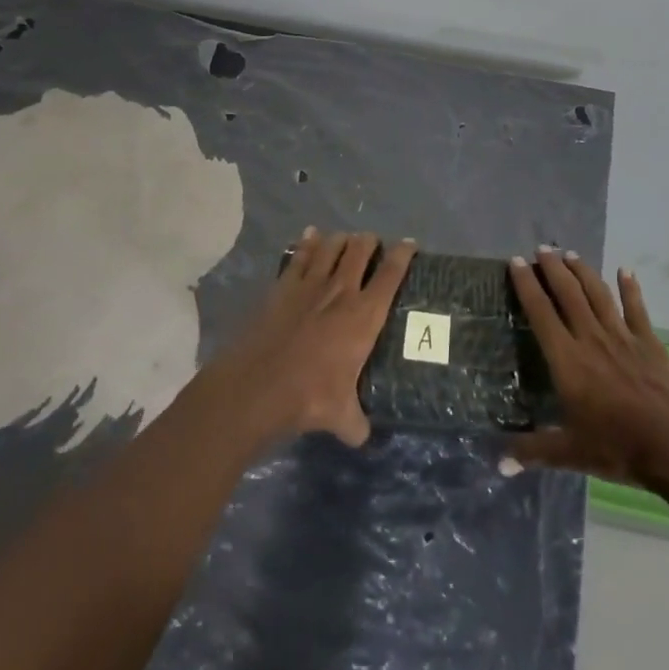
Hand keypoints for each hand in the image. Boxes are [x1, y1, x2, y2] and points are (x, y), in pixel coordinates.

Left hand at [214, 229, 413, 446]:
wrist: (258, 386)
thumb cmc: (309, 397)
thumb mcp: (341, 417)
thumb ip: (356, 422)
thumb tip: (362, 435)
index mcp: (364, 316)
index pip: (391, 274)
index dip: (403, 255)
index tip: (410, 244)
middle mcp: (341, 291)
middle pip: (360, 250)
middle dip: (369, 241)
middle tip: (372, 243)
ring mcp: (310, 285)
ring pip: (331, 247)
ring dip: (341, 239)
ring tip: (346, 239)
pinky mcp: (283, 286)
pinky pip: (300, 255)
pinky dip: (308, 242)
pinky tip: (311, 234)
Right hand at [506, 247, 668, 491]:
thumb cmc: (618, 447)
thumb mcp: (570, 453)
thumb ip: (533, 451)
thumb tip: (498, 462)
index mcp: (567, 360)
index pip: (540, 313)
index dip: (526, 286)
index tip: (515, 263)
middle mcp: (591, 338)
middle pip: (568, 294)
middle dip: (552, 268)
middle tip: (541, 249)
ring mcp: (622, 336)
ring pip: (597, 294)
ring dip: (583, 271)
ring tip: (570, 254)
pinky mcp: (649, 341)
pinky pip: (636, 308)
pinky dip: (630, 288)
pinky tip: (625, 270)